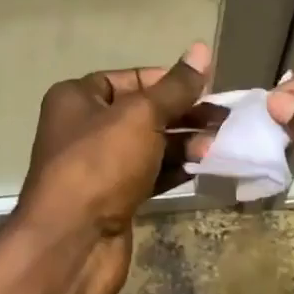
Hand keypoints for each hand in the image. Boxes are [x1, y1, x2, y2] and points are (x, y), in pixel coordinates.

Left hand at [12, 42, 211, 293]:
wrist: (71, 244)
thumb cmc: (101, 164)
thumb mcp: (141, 116)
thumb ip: (175, 87)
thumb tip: (201, 49)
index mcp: (77, 98)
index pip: (130, 78)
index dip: (167, 80)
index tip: (205, 86)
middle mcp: (84, 127)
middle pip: (142, 111)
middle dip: (182, 113)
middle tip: (222, 117)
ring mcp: (98, 166)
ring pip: (148, 144)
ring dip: (183, 141)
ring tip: (218, 142)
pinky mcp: (113, 198)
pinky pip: (149, 174)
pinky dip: (174, 168)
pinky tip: (203, 165)